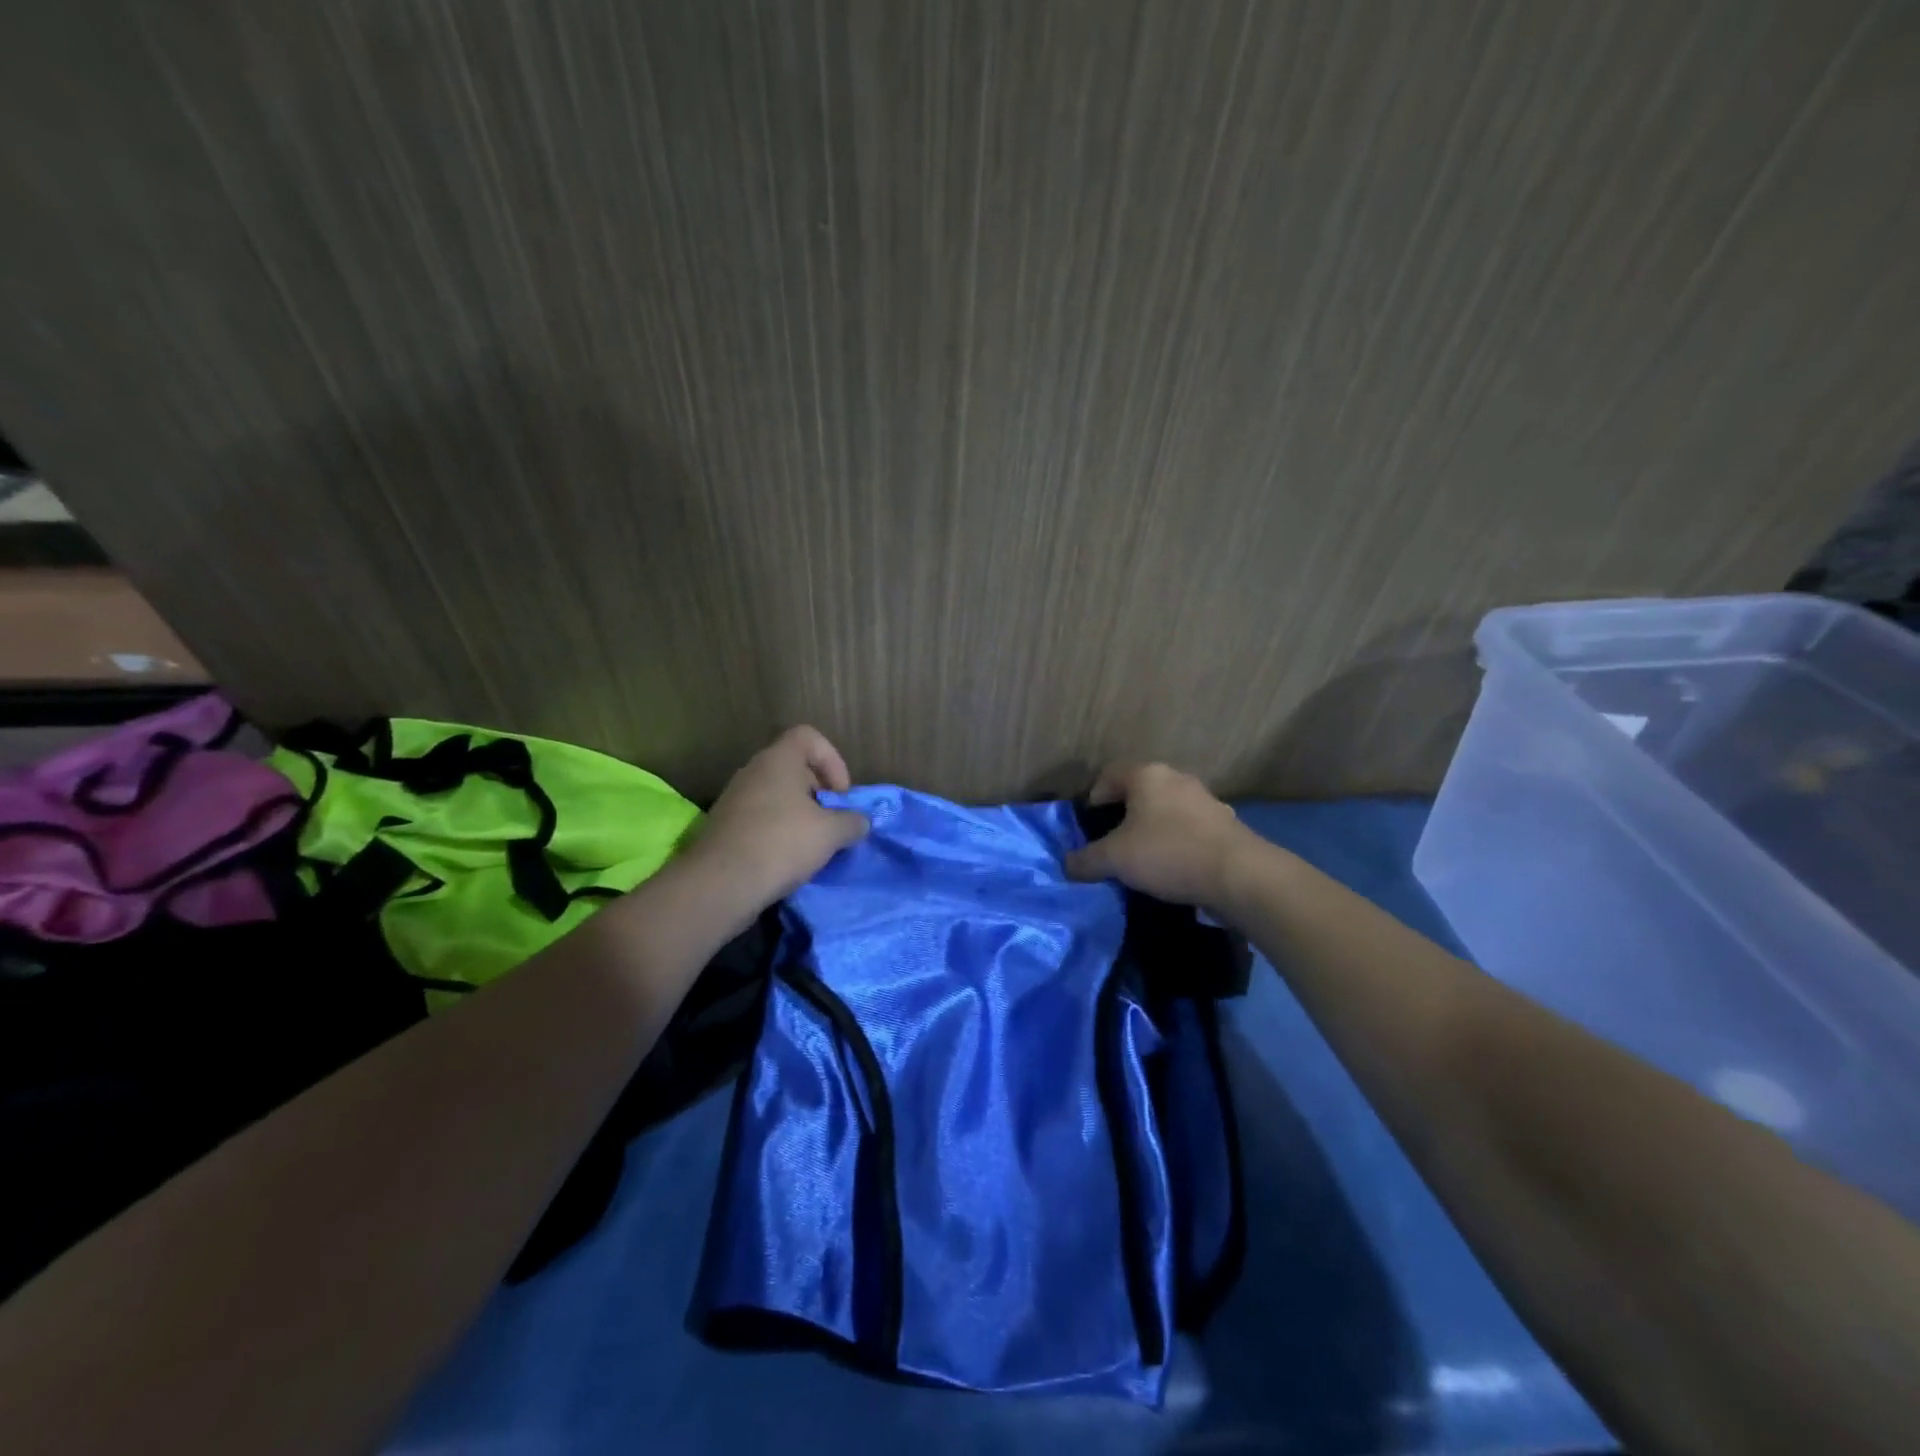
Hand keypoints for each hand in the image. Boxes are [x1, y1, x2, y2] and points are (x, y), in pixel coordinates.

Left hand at [687, 726, 869, 906]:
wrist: (721, 884)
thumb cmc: (782, 843)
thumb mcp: (831, 833)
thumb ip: (852, 821)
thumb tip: (859, 821)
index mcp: (778, 760)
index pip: (808, 736)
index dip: (832, 760)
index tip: (840, 795)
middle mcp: (753, 771)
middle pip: (794, 768)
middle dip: (819, 793)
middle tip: (832, 822)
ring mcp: (734, 798)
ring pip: (777, 796)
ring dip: (799, 816)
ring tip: (812, 846)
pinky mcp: (724, 826)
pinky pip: (760, 819)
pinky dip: (778, 833)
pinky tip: (787, 860)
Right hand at [1064, 762, 1252, 906]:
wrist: (1239, 876)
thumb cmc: (1168, 853)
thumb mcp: (1115, 859)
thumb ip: (1086, 860)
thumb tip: (1067, 864)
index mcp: (1147, 775)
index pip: (1109, 774)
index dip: (1094, 797)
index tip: (1089, 827)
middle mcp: (1177, 779)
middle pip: (1139, 791)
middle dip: (1123, 816)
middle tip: (1112, 845)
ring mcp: (1206, 800)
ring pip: (1166, 810)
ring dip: (1152, 830)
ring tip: (1143, 861)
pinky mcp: (1226, 825)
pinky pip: (1190, 830)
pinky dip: (1178, 844)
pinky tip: (1174, 870)